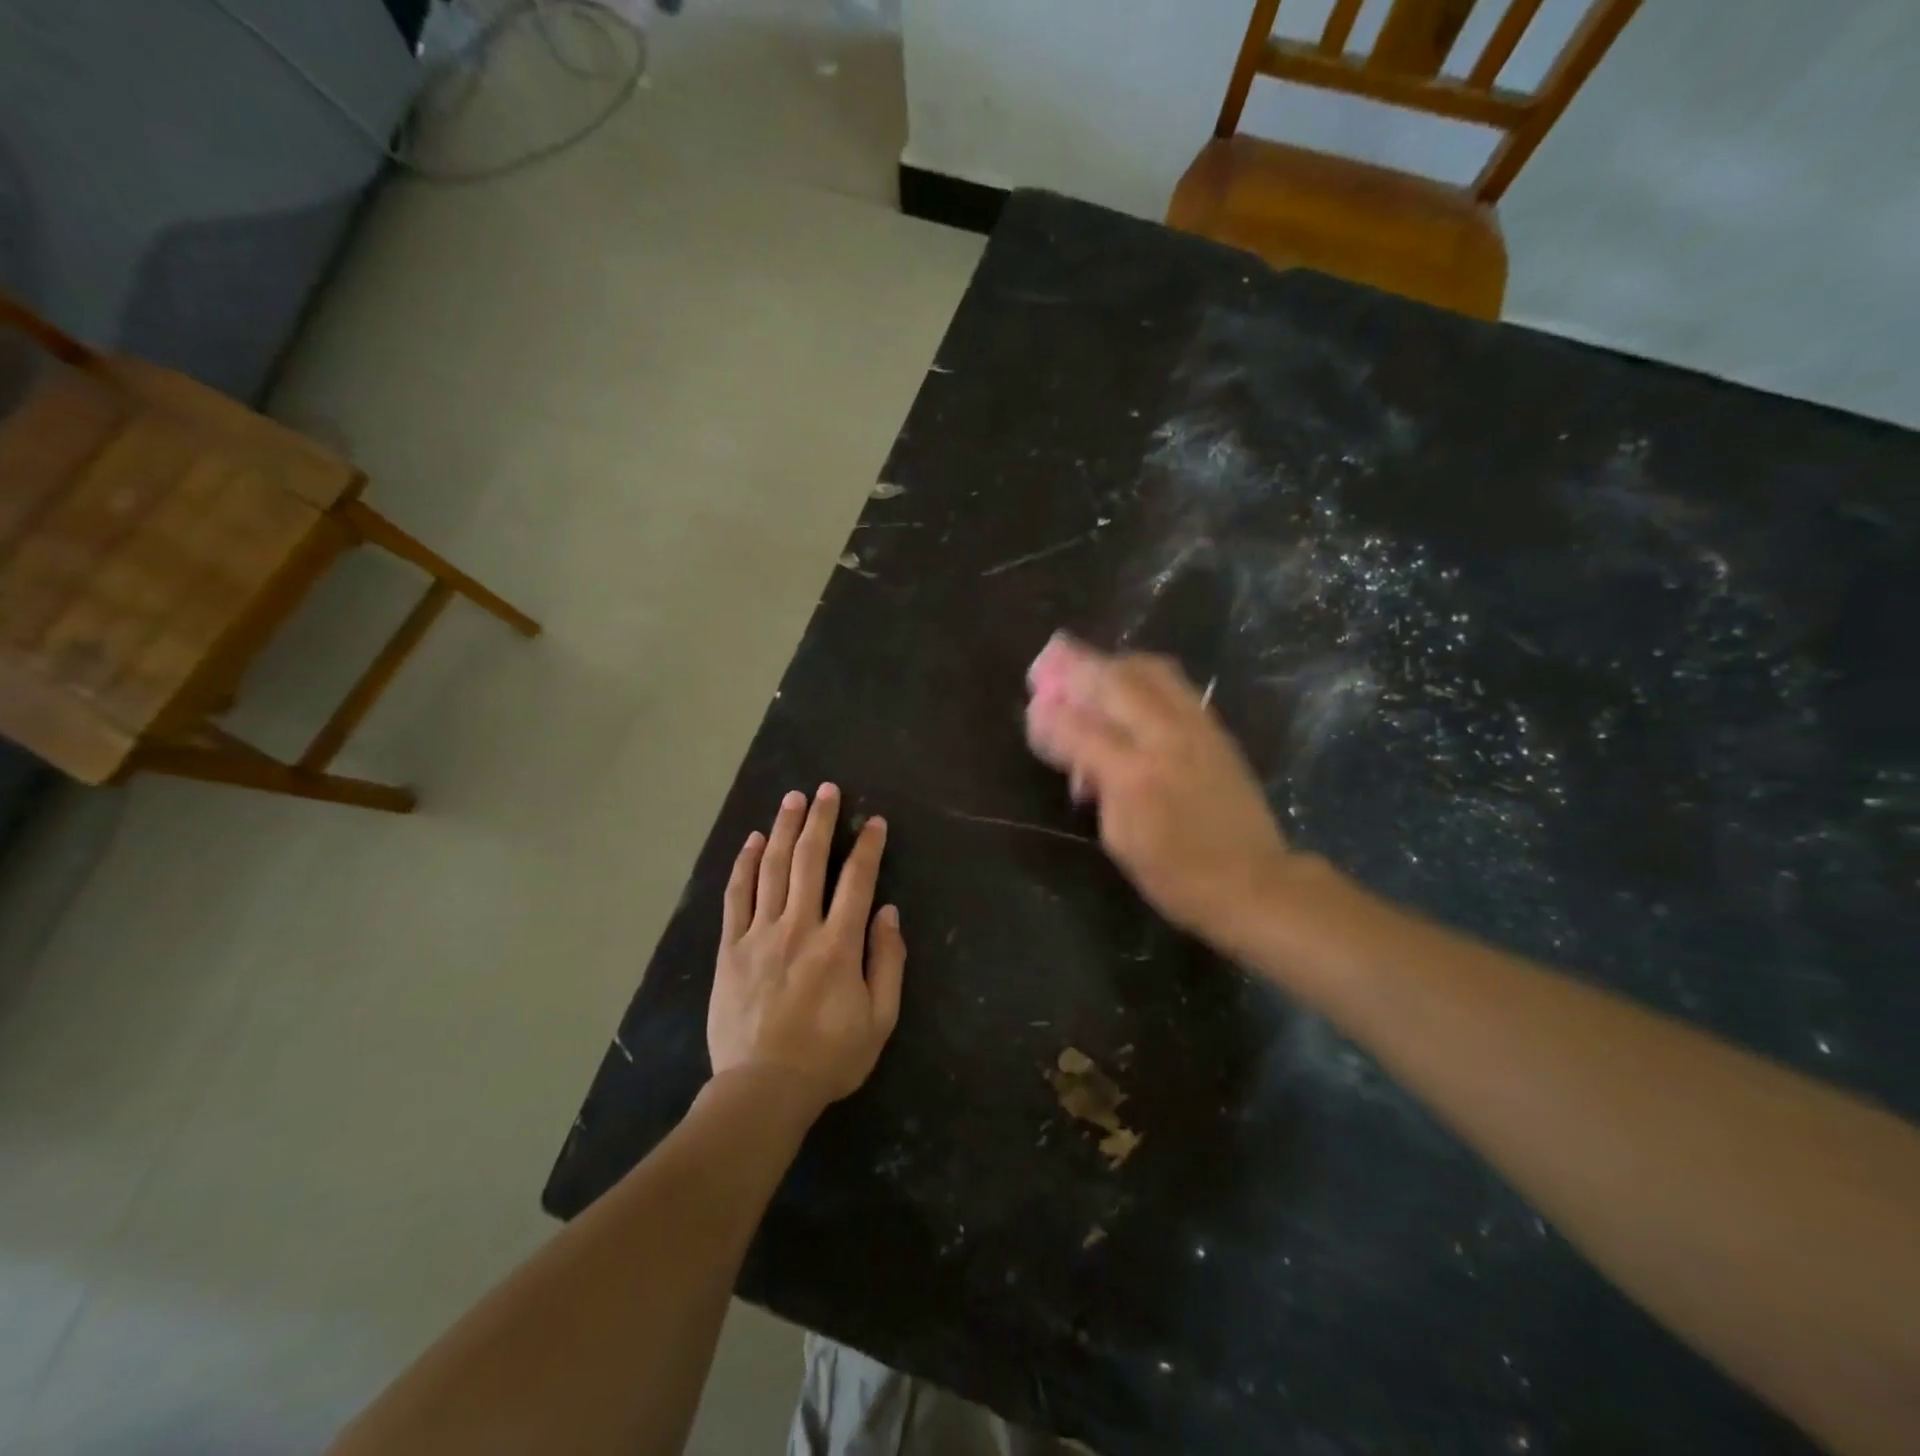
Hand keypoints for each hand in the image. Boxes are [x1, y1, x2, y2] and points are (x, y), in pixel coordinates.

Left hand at [707, 785, 906, 1111]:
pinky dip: (743, 865)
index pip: (857, 880)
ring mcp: (759, 935)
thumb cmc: (829, 1057)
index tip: (874, 821)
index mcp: (838, 944)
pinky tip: (750, 841)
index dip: (867, 846)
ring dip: (782, 829)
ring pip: (771, 869)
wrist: (763, 1089)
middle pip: (809, 861)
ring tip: (791, 798)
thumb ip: (888, 961)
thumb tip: (888, 912)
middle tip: (826, 789)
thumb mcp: (880, 1019)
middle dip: (820, 820)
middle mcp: (798, 927)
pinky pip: (736, 897)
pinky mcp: (730, 948)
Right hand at [1025, 634, 1292, 949]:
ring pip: (1150, 670)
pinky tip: (1130, 684)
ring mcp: (1196, 727)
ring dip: (1112, 663)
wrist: (1254, 881)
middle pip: (1114, 682)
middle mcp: (1165, 738)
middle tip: (1051, 661)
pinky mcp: (1216, 728)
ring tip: (1090, 667)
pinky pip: (1174, 684)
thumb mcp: (1120, 839)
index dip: (1050, 715)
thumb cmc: (1175, 874)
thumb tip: (1071, 752)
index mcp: (1133, 775)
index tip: (1032, 706)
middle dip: (1077, 668)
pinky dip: (1143, 675)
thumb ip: (1094, 784)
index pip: (1079, 728)